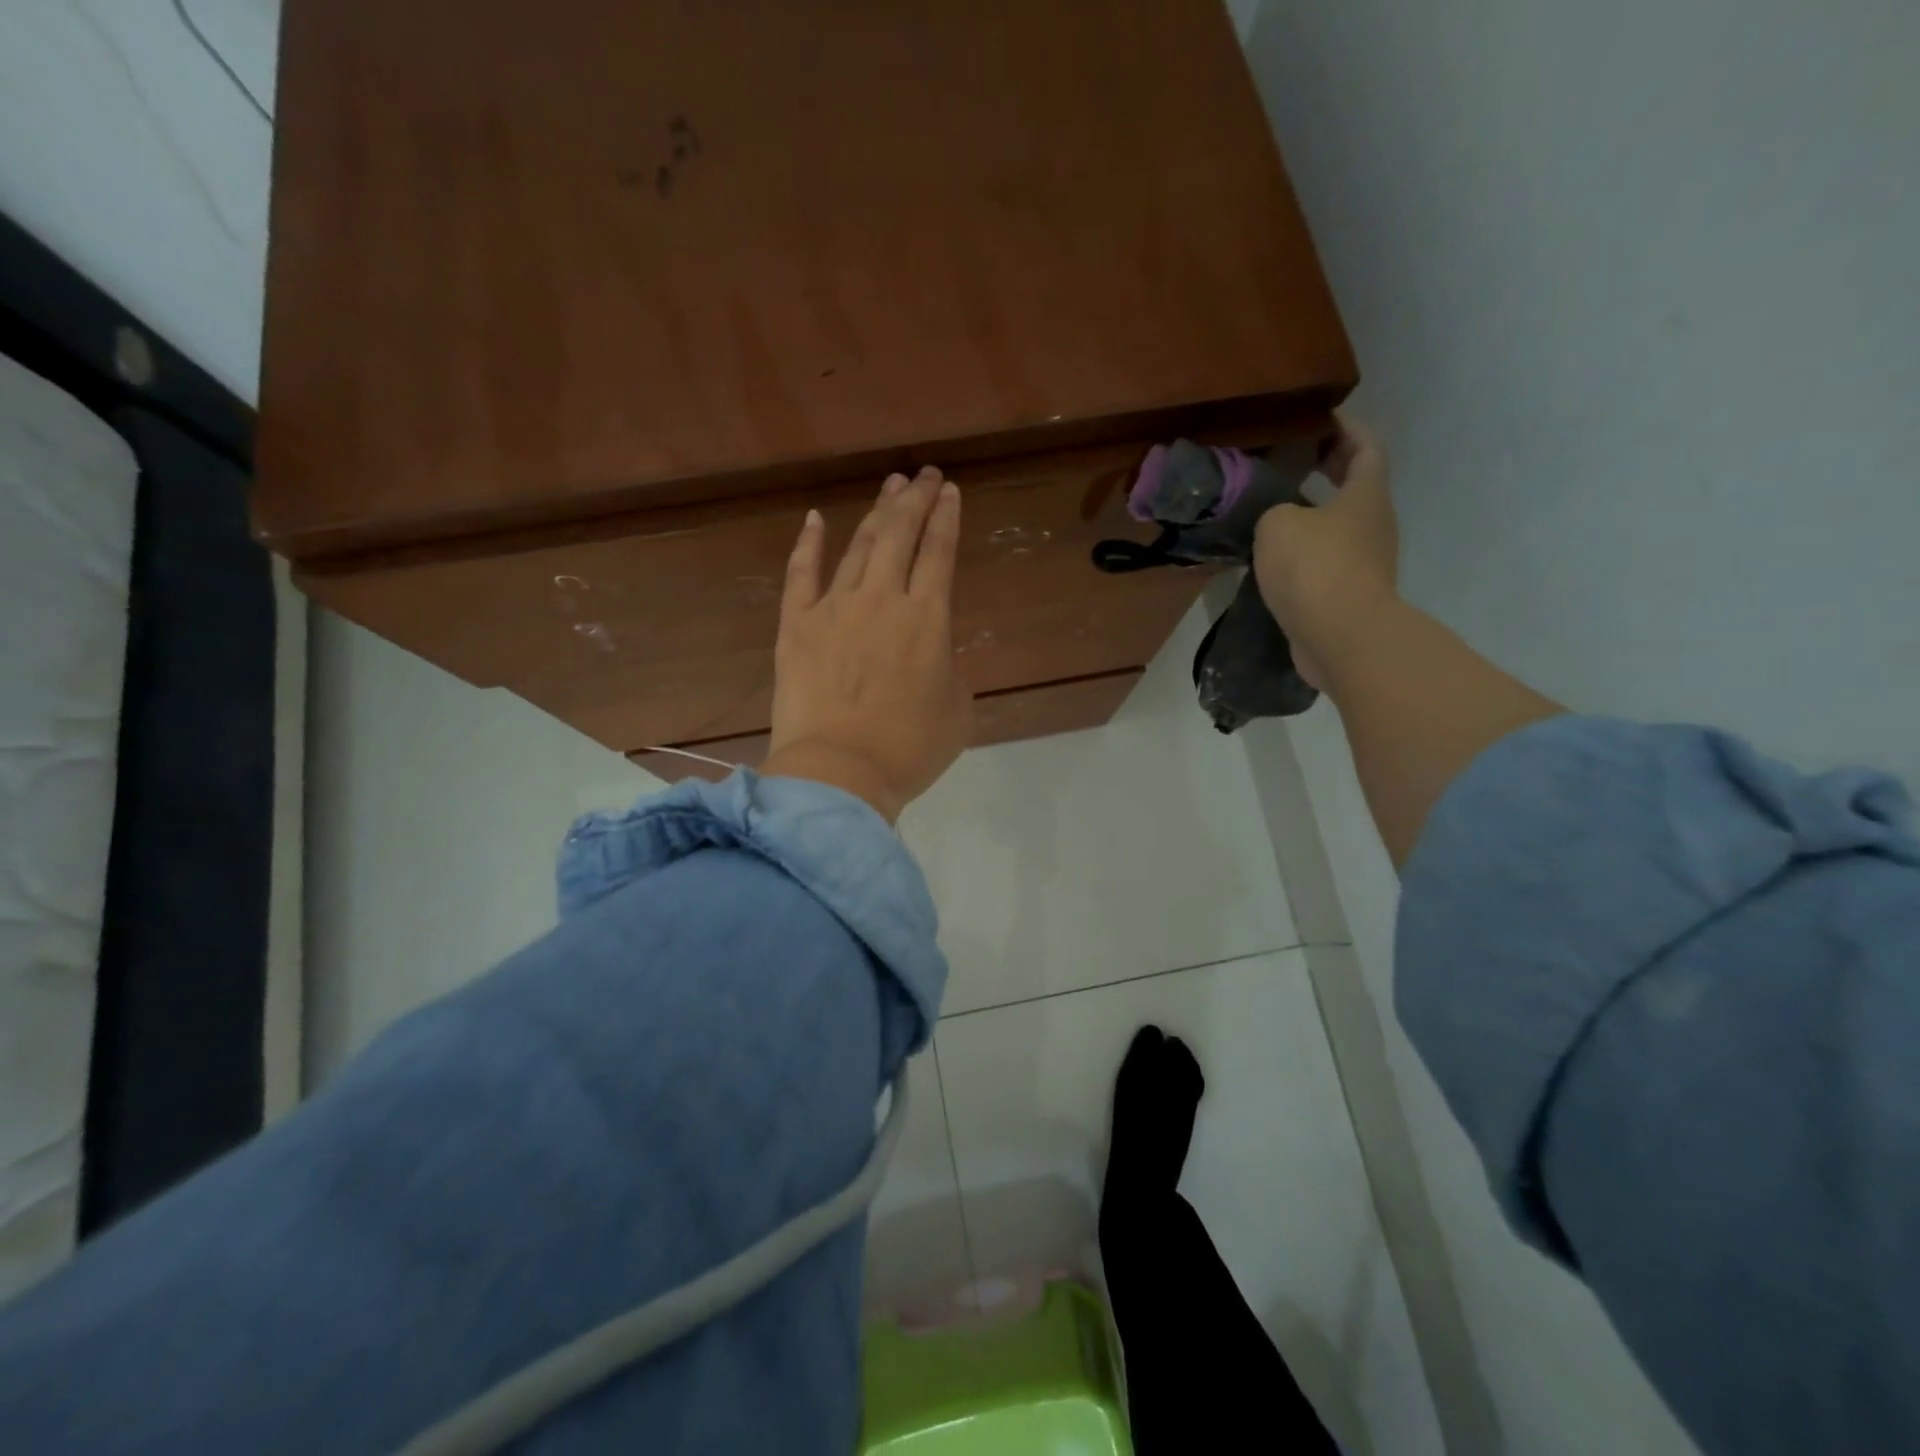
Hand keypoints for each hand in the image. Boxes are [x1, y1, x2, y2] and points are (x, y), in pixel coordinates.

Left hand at [760, 467, 972, 822]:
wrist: (840, 773)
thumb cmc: (909, 749)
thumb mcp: (957, 710)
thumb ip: (950, 669)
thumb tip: (933, 653)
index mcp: (928, 619)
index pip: (939, 552)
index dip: (946, 518)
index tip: (949, 491)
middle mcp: (883, 599)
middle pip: (900, 535)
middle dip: (915, 500)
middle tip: (924, 475)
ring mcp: (834, 608)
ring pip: (858, 546)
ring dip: (875, 513)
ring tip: (889, 488)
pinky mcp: (796, 625)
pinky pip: (801, 574)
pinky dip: (808, 543)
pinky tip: (814, 518)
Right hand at [1253, 415, 1399, 690]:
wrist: (1341, 636)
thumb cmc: (1315, 567)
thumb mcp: (1278, 524)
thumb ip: (1275, 510)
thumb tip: (1280, 520)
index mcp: (1365, 495)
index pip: (1367, 448)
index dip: (1347, 429)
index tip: (1323, 419)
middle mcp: (1374, 525)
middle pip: (1358, 487)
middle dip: (1331, 470)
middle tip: (1297, 460)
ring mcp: (1367, 563)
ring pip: (1343, 526)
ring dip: (1317, 515)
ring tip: (1278, 511)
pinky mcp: (1351, 596)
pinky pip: (1329, 561)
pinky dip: (1309, 552)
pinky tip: (1278, 559)